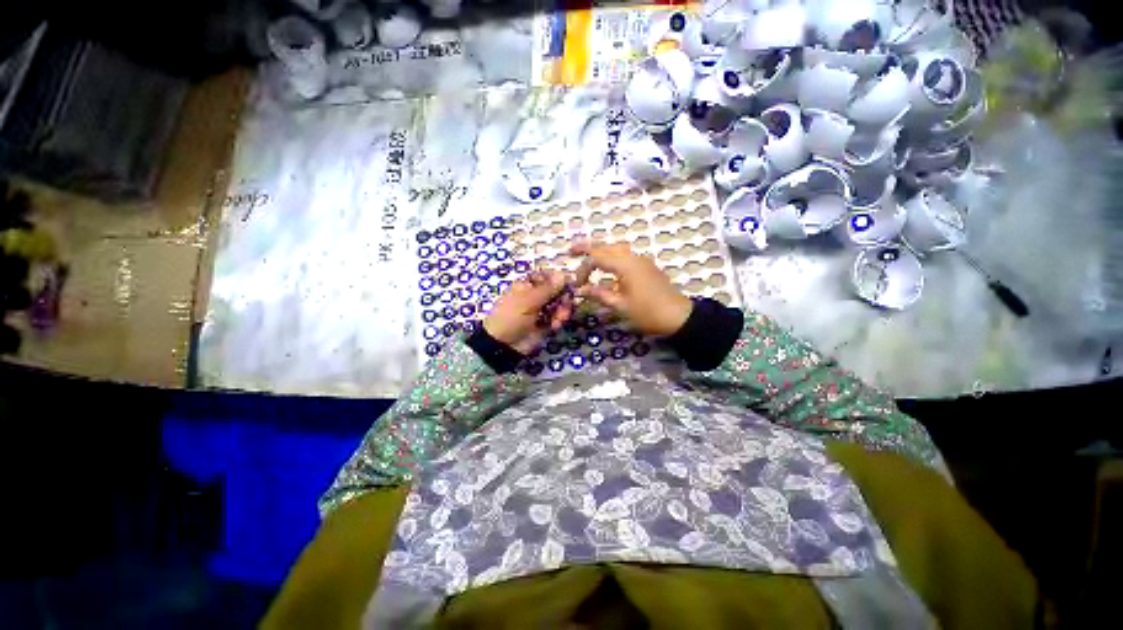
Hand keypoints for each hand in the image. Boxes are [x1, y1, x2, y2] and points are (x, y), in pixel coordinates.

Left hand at [484, 270, 572, 353]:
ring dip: (562, 310)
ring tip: (560, 318)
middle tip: (567, 302)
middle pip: (555, 291)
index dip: (557, 278)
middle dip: (563, 297)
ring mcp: (540, 311)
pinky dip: (558, 320)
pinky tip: (555, 325)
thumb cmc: (511, 317)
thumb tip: (563, 274)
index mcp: (526, 286)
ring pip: (558, 305)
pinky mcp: (545, 324)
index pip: (545, 276)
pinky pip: (557, 318)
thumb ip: (548, 289)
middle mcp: (534, 296)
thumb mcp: (528, 300)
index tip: (568, 282)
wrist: (504, 345)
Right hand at [571, 240, 692, 335]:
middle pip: (606, 247)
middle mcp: (633, 257)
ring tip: (587, 256)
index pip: (597, 259)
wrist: (678, 316)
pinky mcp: (646, 267)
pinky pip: (625, 257)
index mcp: (625, 265)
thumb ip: (599, 294)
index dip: (583, 269)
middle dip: (588, 248)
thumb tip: (580, 290)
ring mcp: (641, 261)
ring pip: (617, 249)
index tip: (577, 285)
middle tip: (571, 250)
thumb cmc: (647, 312)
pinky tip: (607, 270)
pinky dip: (612, 259)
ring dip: (601, 252)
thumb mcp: (620, 305)